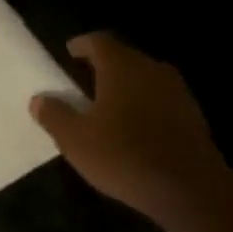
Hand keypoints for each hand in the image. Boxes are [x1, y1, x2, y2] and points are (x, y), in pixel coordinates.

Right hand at [30, 33, 228, 217]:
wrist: (190, 189)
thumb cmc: (123, 155)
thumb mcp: (75, 139)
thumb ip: (54, 115)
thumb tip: (39, 99)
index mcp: (121, 67)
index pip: (99, 42)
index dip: (82, 45)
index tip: (70, 51)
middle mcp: (152, 70)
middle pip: (124, 57)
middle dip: (104, 66)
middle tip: (84, 79)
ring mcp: (178, 92)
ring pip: (145, 79)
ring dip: (126, 87)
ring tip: (107, 103)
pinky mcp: (193, 117)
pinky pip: (161, 100)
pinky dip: (144, 106)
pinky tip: (134, 127)